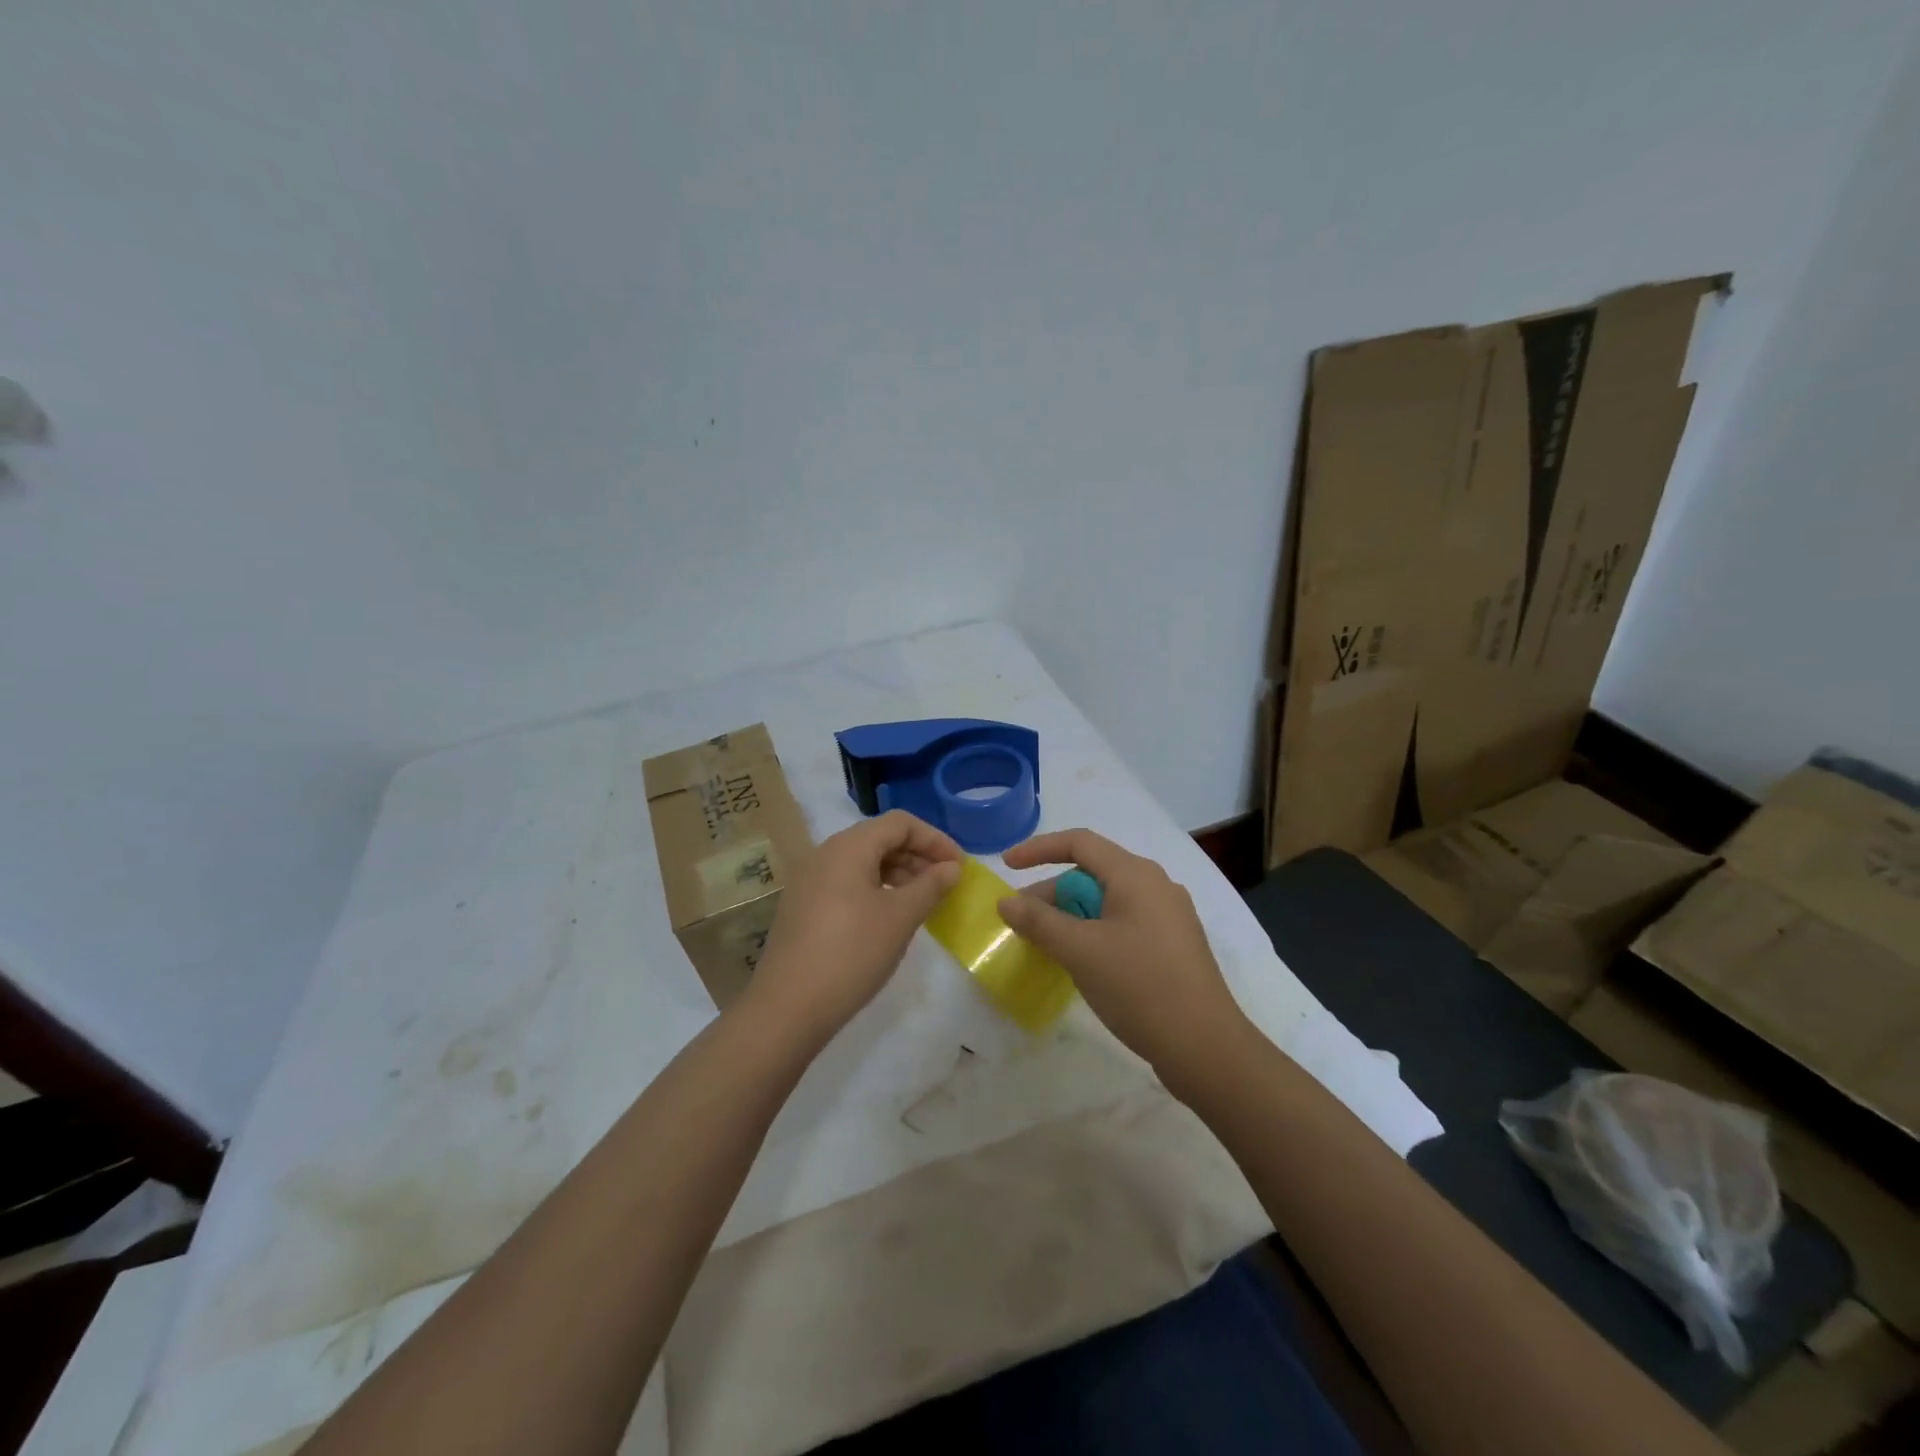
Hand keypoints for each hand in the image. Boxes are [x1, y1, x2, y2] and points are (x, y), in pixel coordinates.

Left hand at [744, 810, 963, 1043]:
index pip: (900, 823)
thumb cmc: (852, 953)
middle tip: (945, 884)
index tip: (959, 866)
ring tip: (923, 901)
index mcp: (848, 846)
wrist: (788, 1007)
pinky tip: (890, 916)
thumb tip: (951, 867)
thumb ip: (931, 886)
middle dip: (917, 855)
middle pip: (879, 838)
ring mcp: (809, 880)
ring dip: (898, 873)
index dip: (934, 839)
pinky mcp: (802, 905)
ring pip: (862, 861)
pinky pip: (846, 882)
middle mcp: (824, 853)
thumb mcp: (900, 917)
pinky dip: (875, 888)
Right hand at [998, 829, 1244, 1080]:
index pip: (1079, 842)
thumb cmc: (1140, 987)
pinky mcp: (1172, 946)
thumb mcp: (1080, 951)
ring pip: (1107, 902)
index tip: (1007, 866)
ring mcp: (1168, 917)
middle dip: (1052, 893)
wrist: (1206, 1048)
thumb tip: (1006, 902)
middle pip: (1092, 873)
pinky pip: (1123, 924)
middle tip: (1021, 922)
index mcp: (1136, 875)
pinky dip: (1094, 933)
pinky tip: (1080, 962)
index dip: (1039, 849)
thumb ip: (1039, 922)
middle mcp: (1156, 886)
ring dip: (1071, 916)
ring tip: (1045, 945)